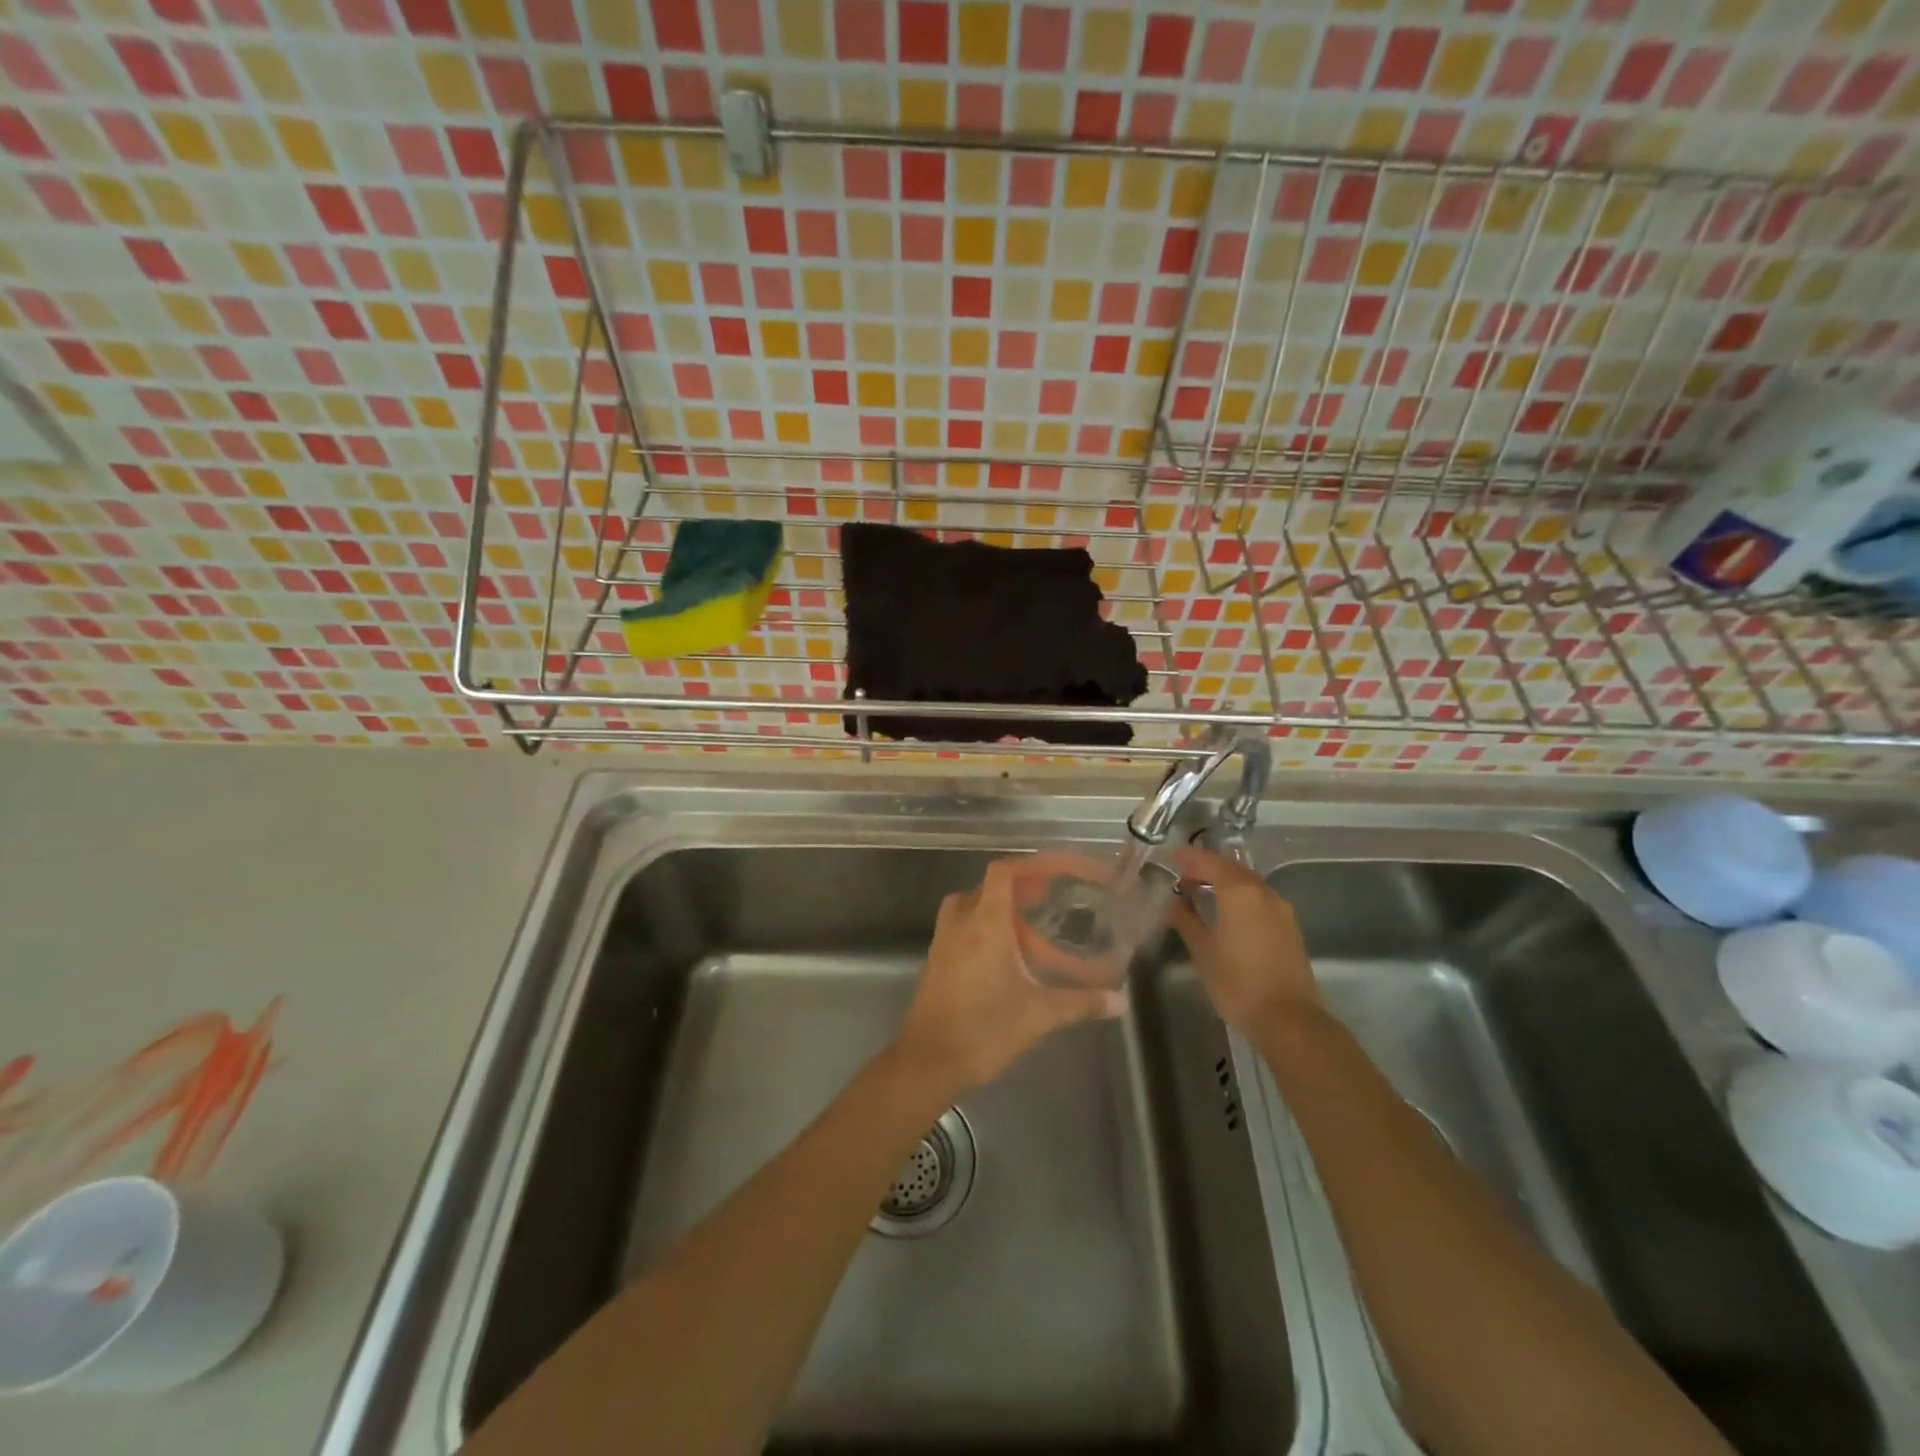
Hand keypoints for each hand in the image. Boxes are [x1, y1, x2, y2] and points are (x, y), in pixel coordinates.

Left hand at [896, 858, 1126, 1092]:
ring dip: (1005, 913)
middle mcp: (961, 922)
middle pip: (993, 887)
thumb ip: (1081, 1002)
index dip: (1037, 864)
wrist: (927, 1062)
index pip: (1006, 871)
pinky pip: (966, 929)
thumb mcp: (1039, 1014)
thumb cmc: (984, 1029)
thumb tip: (1119, 1001)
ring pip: (976, 908)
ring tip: (1035, 932)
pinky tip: (1012, 960)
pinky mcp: (939, 961)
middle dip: (1025, 890)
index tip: (1066, 870)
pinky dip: (990, 932)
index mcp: (984, 922)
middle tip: (1054, 898)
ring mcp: (945, 941)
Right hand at [1168, 845, 1320, 1035]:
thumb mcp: (1202, 951)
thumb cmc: (1237, 983)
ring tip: (1204, 893)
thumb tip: (1173, 904)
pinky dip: (1241, 897)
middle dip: (1208, 868)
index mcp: (1238, 892)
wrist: (1288, 1019)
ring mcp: (1281, 910)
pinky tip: (1229, 913)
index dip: (1189, 857)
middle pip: (1232, 869)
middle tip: (1184, 876)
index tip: (1171, 856)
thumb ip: (1186, 921)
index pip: (1209, 862)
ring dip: (1226, 882)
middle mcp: (1263, 893)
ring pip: (1249, 884)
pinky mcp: (1290, 928)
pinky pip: (1260, 900)